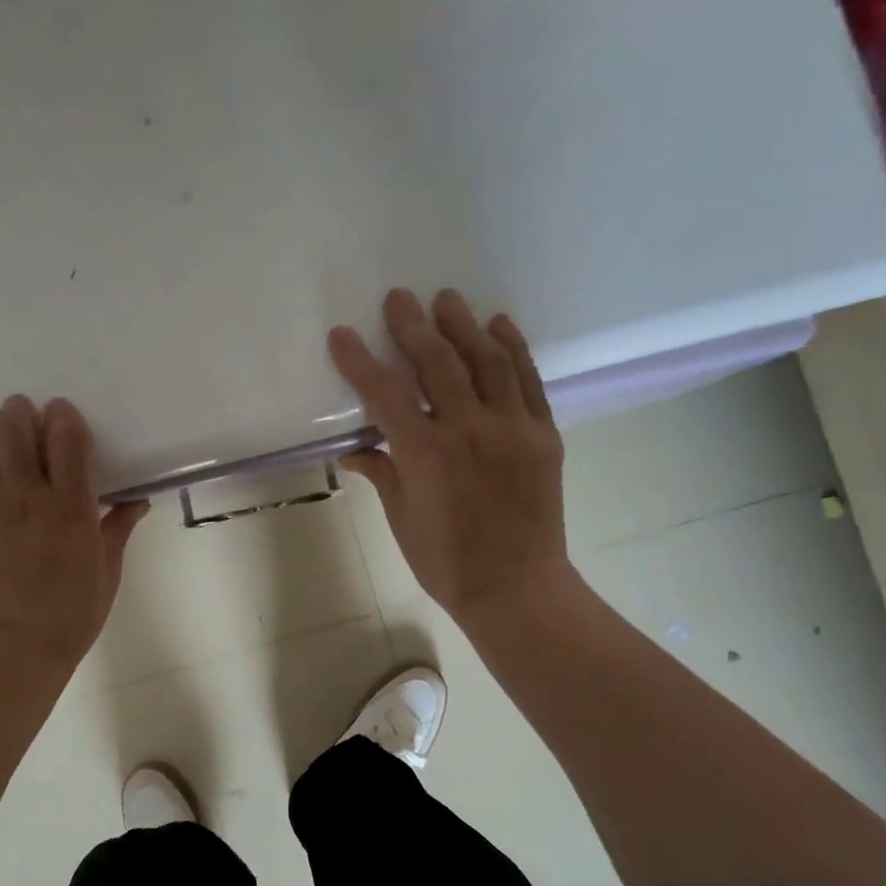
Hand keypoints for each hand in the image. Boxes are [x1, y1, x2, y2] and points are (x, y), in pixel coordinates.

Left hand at [0, 396, 147, 670]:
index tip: (63, 418)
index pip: (64, 434)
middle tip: (23, 426)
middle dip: (17, 414)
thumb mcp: (108, 571)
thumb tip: (137, 499)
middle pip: (9, 425)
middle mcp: (24, 496)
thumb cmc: (72, 614)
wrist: (15, 650)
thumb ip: (118, 527)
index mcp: (69, 505)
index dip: (63, 415)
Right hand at [329, 289, 573, 628]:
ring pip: (487, 362)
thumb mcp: (401, 518)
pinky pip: (529, 382)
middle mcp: (468, 430)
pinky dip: (515, 349)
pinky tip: (500, 324)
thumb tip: (353, 449)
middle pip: (438, 364)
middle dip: (414, 327)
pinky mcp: (543, 435)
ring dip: (465, 326)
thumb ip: (381, 473)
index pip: (385, 395)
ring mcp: (511, 429)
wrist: (515, 587)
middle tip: (399, 297)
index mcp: (425, 454)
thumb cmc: (445, 561)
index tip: (341, 334)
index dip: (359, 362)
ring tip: (448, 299)